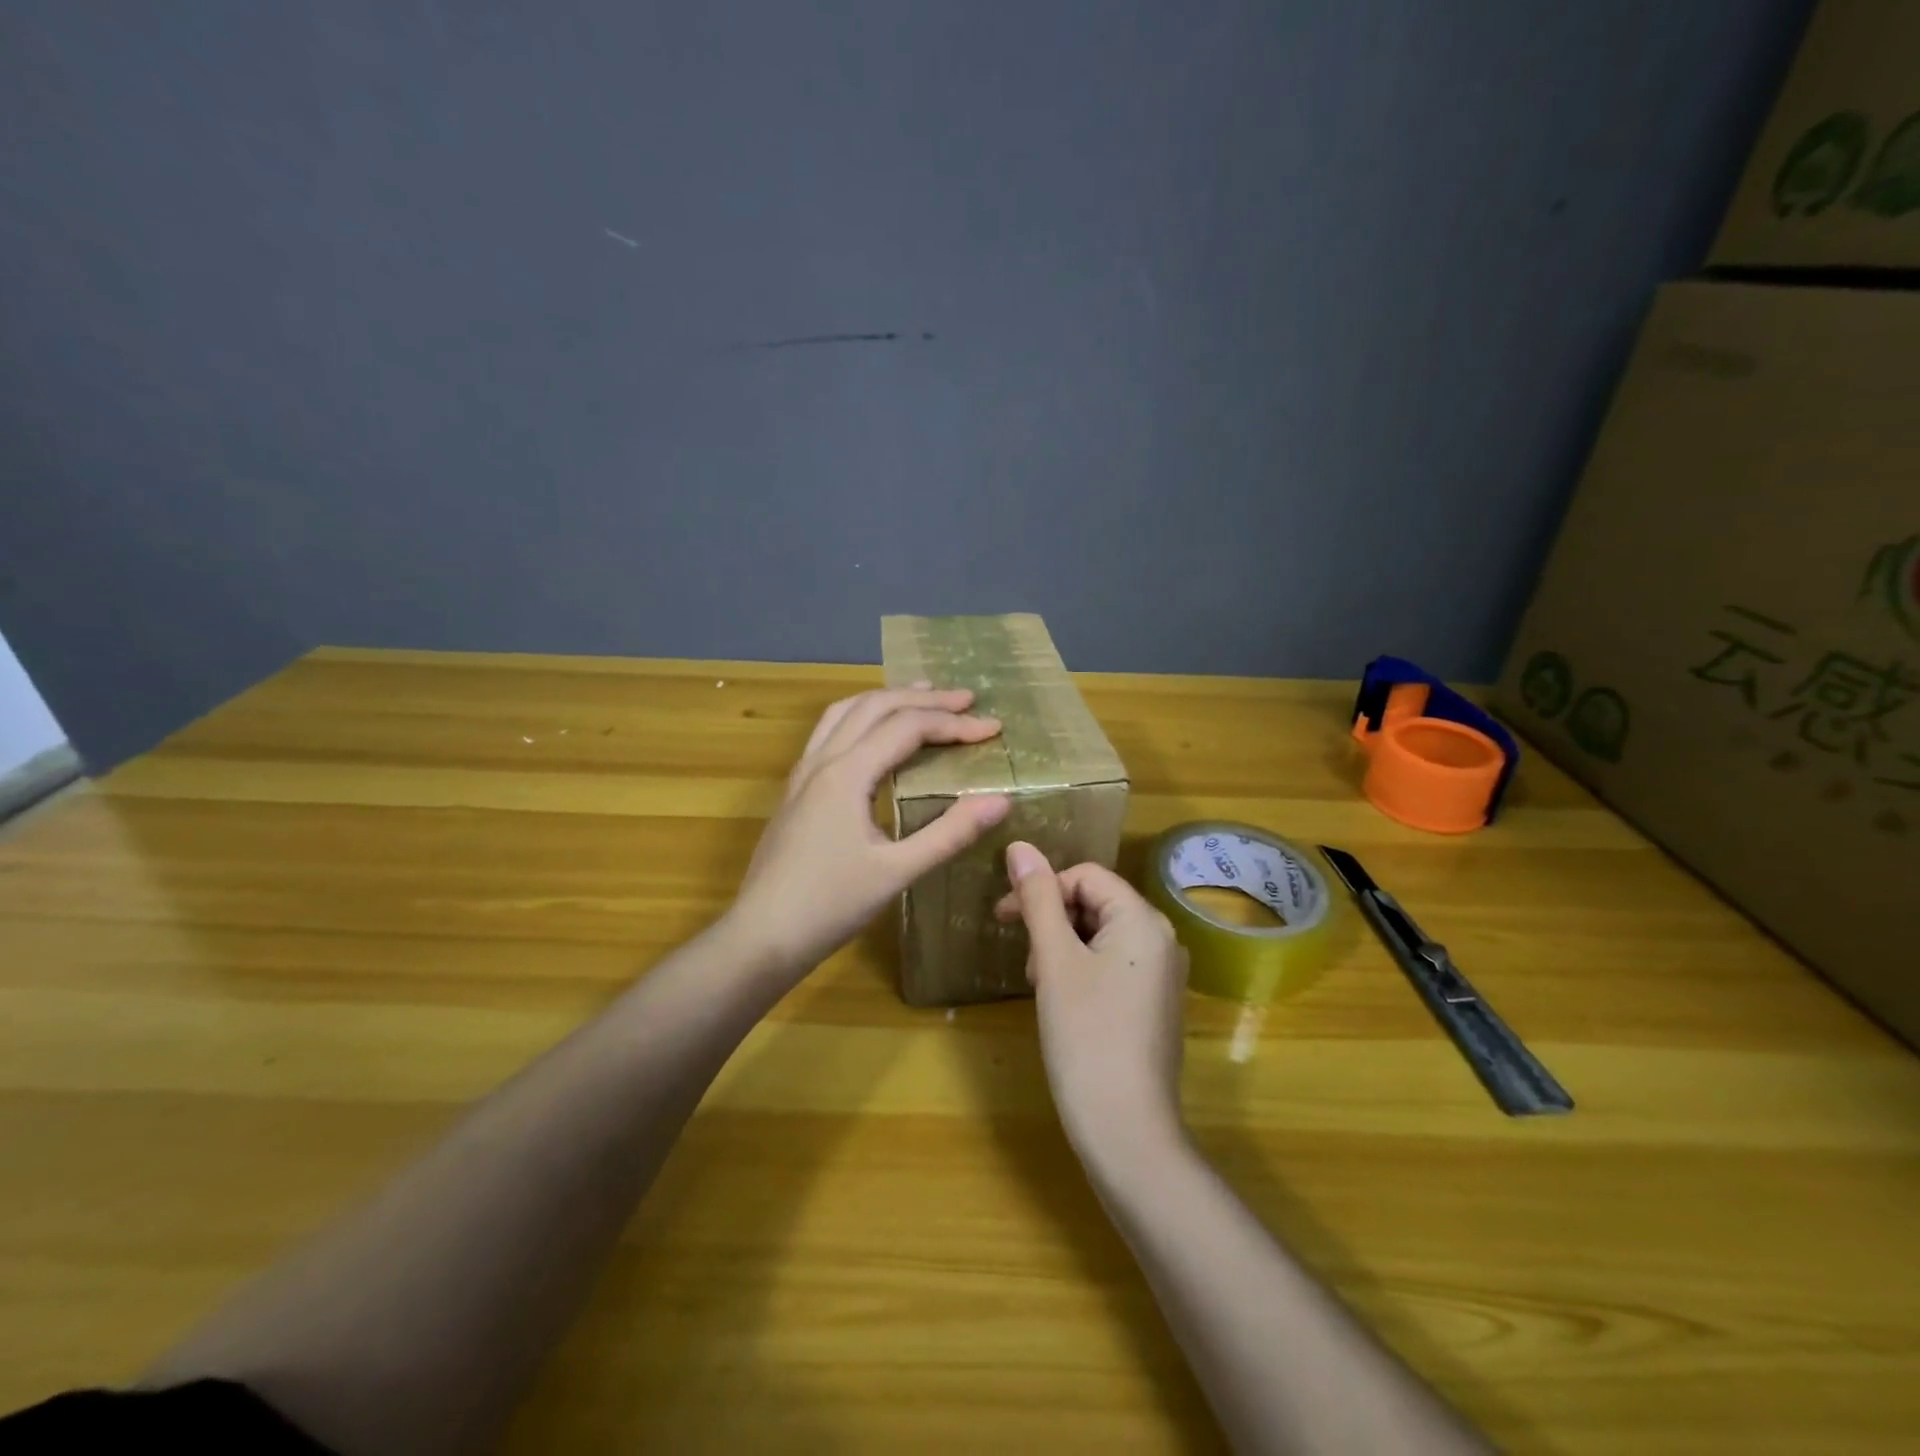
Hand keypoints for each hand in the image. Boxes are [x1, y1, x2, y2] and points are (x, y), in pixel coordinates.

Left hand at [728, 685, 1011, 977]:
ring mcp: (803, 772)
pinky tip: (874, 734)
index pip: (907, 727)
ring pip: (845, 711)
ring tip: (922, 696)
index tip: (993, 728)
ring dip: (887, 699)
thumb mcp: (898, 872)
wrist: (762, 935)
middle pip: (875, 706)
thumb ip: (949, 833)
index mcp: (846, 774)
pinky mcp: (795, 788)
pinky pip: (829, 731)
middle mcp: (822, 760)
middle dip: (924, 699)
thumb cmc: (830, 906)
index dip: (953, 724)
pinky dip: (861, 716)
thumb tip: (999, 800)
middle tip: (966, 700)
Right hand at [995, 843, 1188, 1158]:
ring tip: (1039, 984)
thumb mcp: (1054, 961)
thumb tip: (1020, 846)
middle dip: (1051, 920)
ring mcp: (1162, 974)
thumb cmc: (1086, 1036)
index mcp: (1143, 920)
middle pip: (1095, 903)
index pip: (1085, 876)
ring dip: (1062, 946)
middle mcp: (1162, 938)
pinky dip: (1081, 969)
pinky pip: (1114, 964)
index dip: (1041, 889)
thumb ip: (1037, 899)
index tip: (1003, 918)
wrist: (1127, 1131)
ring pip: (1101, 935)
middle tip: (1023, 958)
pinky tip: (1062, 1000)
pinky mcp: (1155, 1003)